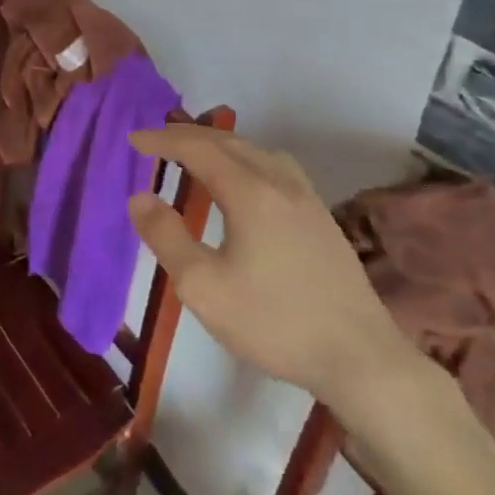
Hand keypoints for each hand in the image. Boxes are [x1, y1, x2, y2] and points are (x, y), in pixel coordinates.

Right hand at [128, 124, 423, 414]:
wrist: (361, 359)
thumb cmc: (274, 322)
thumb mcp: (203, 287)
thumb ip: (166, 237)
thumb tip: (139, 197)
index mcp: (249, 192)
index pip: (197, 149)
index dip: (162, 141)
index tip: (133, 141)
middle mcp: (280, 182)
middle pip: (228, 141)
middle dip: (188, 136)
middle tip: (156, 142)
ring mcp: (307, 198)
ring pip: (256, 151)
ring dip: (219, 144)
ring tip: (196, 155)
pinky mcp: (322, 218)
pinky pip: (276, 167)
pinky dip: (246, 159)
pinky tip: (245, 184)